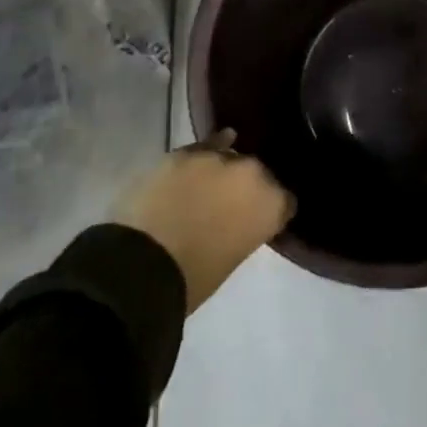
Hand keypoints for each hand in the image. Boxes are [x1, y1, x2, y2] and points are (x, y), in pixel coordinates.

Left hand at [113, 131, 295, 313]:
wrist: (142, 265)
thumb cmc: (194, 278)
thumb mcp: (234, 256)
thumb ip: (246, 228)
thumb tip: (238, 220)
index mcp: (272, 203)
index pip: (284, 200)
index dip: (272, 209)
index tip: (260, 220)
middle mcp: (252, 172)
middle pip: (257, 173)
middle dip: (247, 186)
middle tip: (231, 205)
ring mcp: (217, 157)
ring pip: (229, 156)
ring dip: (223, 170)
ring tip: (210, 185)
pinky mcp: (184, 152)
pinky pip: (202, 148)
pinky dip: (202, 154)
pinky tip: (202, 157)